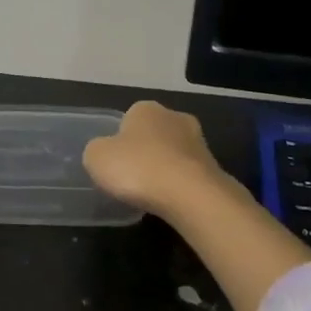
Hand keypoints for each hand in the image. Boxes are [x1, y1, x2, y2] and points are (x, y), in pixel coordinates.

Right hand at [86, 100, 310, 310]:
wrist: (190, 195)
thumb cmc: (138, 168)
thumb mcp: (97, 157)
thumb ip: (97, 150)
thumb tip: (105, 152)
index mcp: (146, 108)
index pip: (128, 119)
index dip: (119, 142)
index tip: (115, 164)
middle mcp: (175, 117)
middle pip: (153, 135)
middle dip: (145, 153)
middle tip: (131, 179)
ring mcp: (199, 141)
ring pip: (173, 154)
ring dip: (164, 170)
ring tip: (151, 195)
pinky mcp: (214, 167)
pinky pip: (188, 174)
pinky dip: (179, 186)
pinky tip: (170, 202)